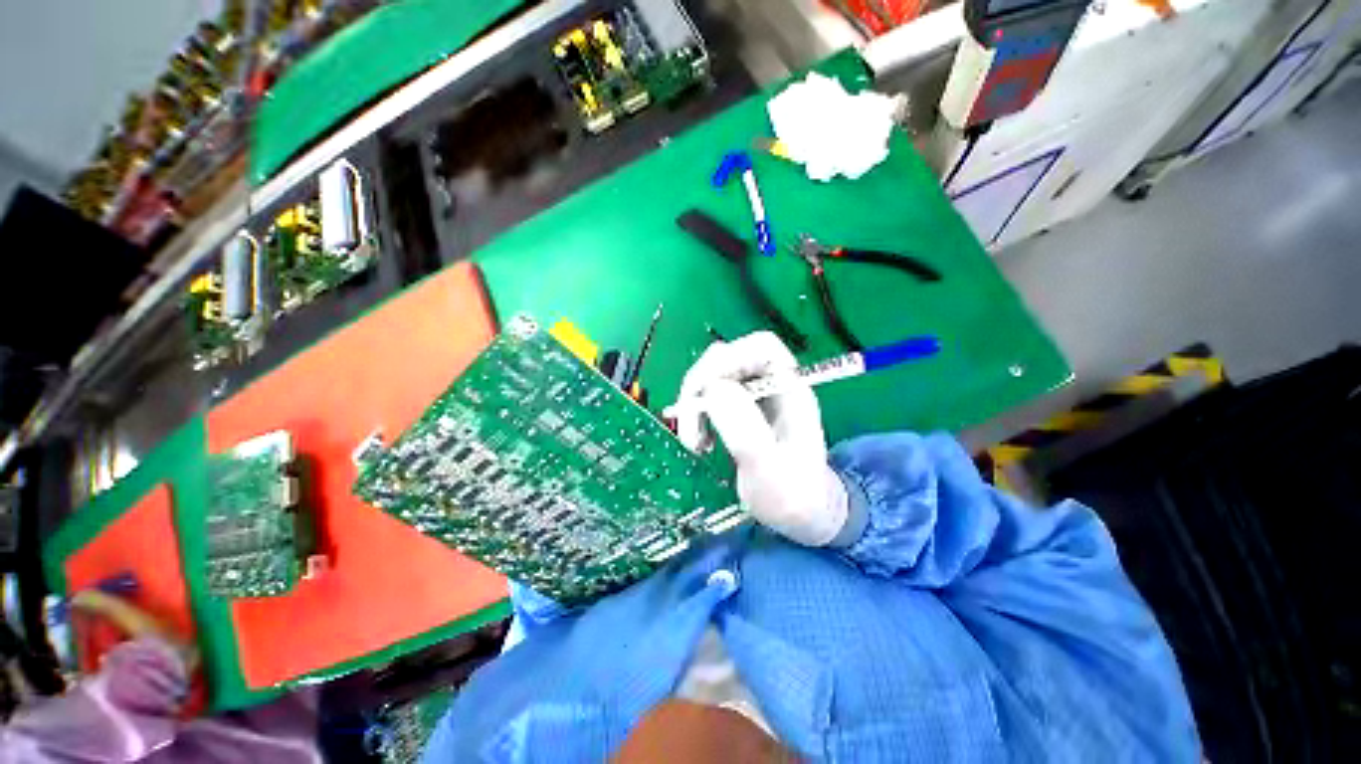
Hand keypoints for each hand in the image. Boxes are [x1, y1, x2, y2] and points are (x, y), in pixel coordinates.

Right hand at [668, 332, 849, 545]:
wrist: (799, 514)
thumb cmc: (792, 496)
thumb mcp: (769, 470)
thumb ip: (746, 430)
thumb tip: (714, 387)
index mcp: (791, 390)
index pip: (761, 347)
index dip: (731, 358)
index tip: (706, 392)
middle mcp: (771, 385)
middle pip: (729, 358)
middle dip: (702, 386)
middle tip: (689, 424)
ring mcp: (753, 396)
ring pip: (713, 377)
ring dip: (694, 405)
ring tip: (694, 443)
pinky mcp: (738, 409)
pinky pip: (708, 397)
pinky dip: (696, 415)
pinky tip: (699, 442)